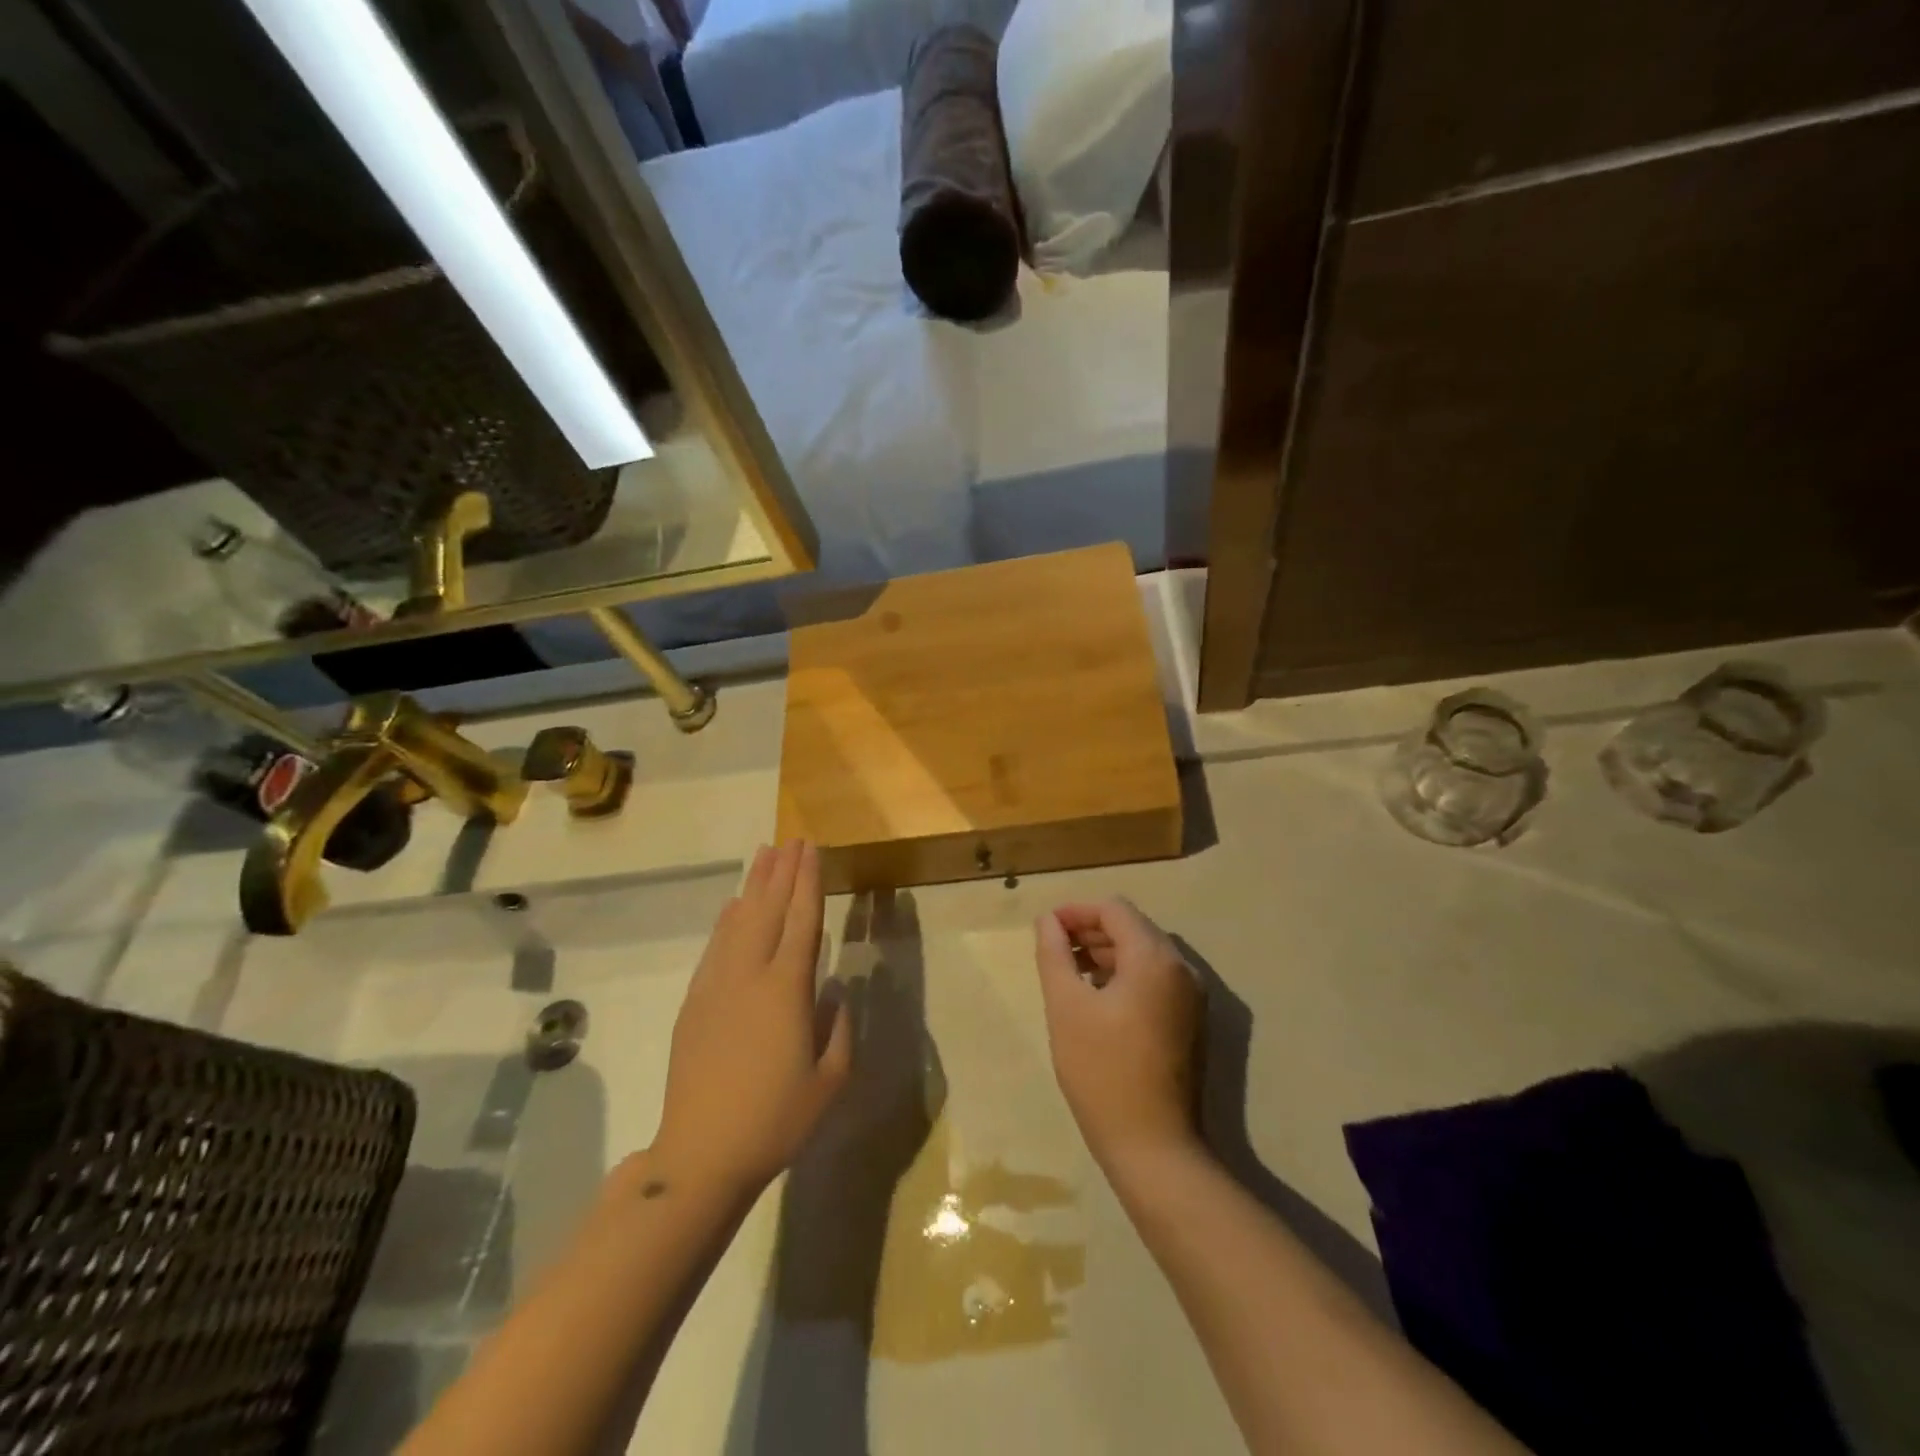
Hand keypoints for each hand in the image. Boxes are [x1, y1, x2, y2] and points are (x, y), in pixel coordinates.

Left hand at [653, 841, 851, 1194]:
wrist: (701, 1154)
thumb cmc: (776, 1119)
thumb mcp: (829, 1080)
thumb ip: (838, 1028)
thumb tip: (835, 991)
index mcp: (787, 989)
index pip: (802, 920)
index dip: (808, 882)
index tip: (811, 850)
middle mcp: (750, 975)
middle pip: (767, 910)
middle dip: (781, 872)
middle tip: (791, 840)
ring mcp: (717, 986)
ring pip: (738, 922)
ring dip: (752, 886)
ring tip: (763, 856)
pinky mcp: (694, 1002)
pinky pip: (715, 947)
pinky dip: (727, 921)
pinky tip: (733, 907)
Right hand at [1034, 898, 1201, 1172]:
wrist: (1153, 1147)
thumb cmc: (1102, 1071)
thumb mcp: (1066, 1007)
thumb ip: (1055, 954)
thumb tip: (1048, 920)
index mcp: (1154, 958)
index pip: (1115, 909)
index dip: (1077, 911)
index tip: (1047, 928)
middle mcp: (1182, 968)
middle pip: (1133, 928)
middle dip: (1091, 931)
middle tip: (1055, 950)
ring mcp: (1192, 997)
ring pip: (1145, 954)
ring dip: (1107, 953)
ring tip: (1071, 973)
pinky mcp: (1192, 1022)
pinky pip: (1156, 979)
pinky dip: (1126, 975)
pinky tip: (1098, 998)